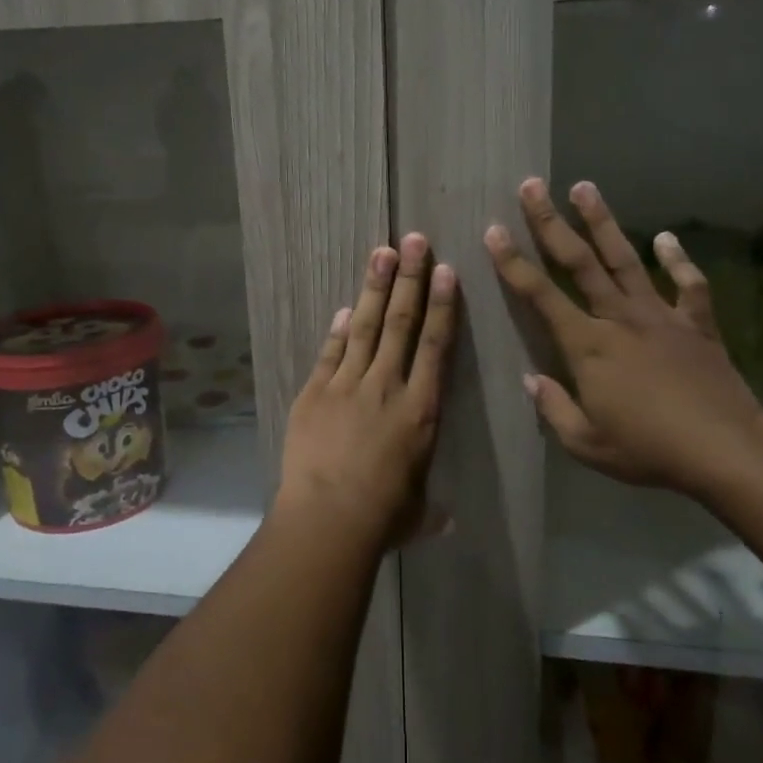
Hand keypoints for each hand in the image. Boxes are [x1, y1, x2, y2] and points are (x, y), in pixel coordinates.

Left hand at [275, 234, 456, 552]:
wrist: (328, 516)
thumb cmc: (382, 517)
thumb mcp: (416, 513)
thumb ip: (431, 508)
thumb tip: (447, 521)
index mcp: (422, 410)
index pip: (435, 345)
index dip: (441, 305)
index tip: (445, 271)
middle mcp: (388, 386)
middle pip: (400, 322)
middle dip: (409, 278)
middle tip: (414, 240)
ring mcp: (348, 385)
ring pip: (365, 327)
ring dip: (375, 288)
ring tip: (382, 252)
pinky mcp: (315, 392)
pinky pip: (331, 353)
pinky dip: (339, 329)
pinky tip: (346, 307)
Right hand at [486, 178, 762, 500]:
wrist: (726, 449)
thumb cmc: (649, 449)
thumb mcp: (587, 443)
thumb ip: (554, 408)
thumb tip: (531, 380)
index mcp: (588, 345)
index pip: (540, 295)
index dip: (513, 262)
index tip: (493, 231)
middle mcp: (619, 318)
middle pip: (579, 261)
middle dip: (550, 222)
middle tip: (532, 186)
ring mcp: (660, 316)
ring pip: (625, 259)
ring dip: (602, 222)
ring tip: (585, 187)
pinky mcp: (696, 324)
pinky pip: (688, 285)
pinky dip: (678, 260)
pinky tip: (667, 238)